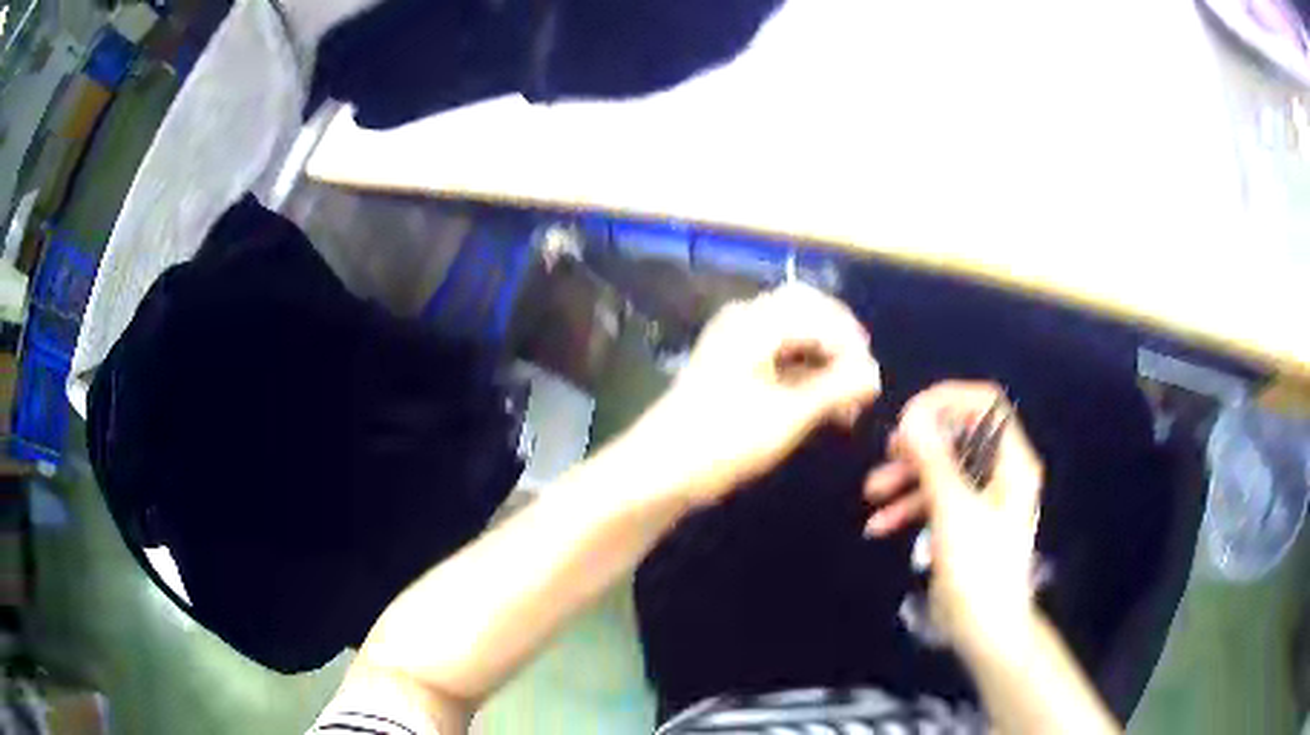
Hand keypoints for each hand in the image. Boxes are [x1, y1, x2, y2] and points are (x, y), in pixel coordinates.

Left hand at [627, 283, 881, 507]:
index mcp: (757, 321)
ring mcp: (734, 342)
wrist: (657, 470)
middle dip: (840, 348)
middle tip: (860, 386)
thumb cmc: (723, 440)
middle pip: (808, 314)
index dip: (853, 345)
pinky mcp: (730, 366)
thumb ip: (836, 389)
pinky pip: (778, 355)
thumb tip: (875, 374)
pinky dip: (803, 375)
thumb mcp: (788, 416)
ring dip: (823, 363)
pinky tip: (818, 406)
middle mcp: (745, 320)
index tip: (871, 385)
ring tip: (843, 406)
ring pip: (794, 336)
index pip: (822, 312)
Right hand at [863, 382, 1043, 656]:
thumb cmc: (977, 566)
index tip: (909, 416)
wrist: (985, 628)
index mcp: (1011, 461)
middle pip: (960, 436)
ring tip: (871, 493)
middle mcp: (1001, 472)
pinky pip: (939, 500)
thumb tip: (912, 414)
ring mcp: (985, 499)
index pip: (985, 404)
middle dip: (921, 444)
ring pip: (945, 470)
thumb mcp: (953, 509)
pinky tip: (880, 526)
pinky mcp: (967, 523)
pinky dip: (911, 506)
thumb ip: (933, 458)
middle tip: (887, 453)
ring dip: (908, 477)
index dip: (947, 401)